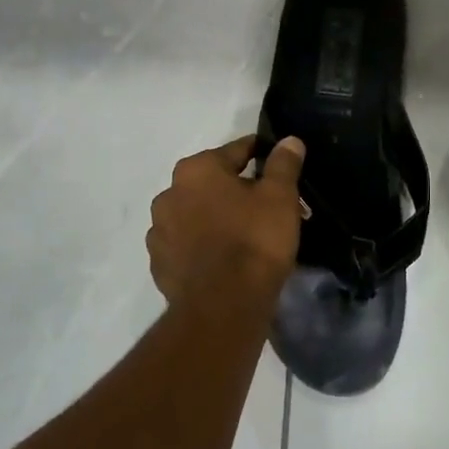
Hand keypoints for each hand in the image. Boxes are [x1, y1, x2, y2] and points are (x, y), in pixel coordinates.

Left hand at [147, 135, 305, 314]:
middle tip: (269, 208)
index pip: (237, 150)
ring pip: (197, 214)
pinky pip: (187, 244)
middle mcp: (169, 194)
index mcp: (196, 169)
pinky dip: (204, 245)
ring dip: (218, 218)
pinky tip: (226, 259)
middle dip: (240, 191)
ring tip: (248, 237)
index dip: (262, 155)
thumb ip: (283, 164)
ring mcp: (159, 232)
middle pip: (214, 183)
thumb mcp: (280, 197)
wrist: (223, 308)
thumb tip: (289, 141)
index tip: (280, 166)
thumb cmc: (254, 240)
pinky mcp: (159, 265)